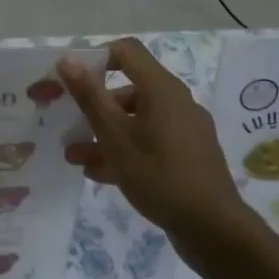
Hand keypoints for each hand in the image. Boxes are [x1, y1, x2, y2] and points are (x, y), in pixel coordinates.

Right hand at [59, 38, 248, 238]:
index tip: (72, 81)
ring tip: (75, 157)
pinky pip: (149, 142)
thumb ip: (89, 96)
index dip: (96, 58)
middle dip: (93, 106)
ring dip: (103, 134)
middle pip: (128, 89)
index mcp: (161, 88)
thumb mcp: (114, 136)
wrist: (211, 227)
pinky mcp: (187, 154)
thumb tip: (67, 59)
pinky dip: (124, 150)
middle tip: (67, 123)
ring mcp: (184, 129)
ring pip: (136, 120)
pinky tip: (99, 174)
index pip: (126, 51)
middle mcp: (175, 101)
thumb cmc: (158, 174)